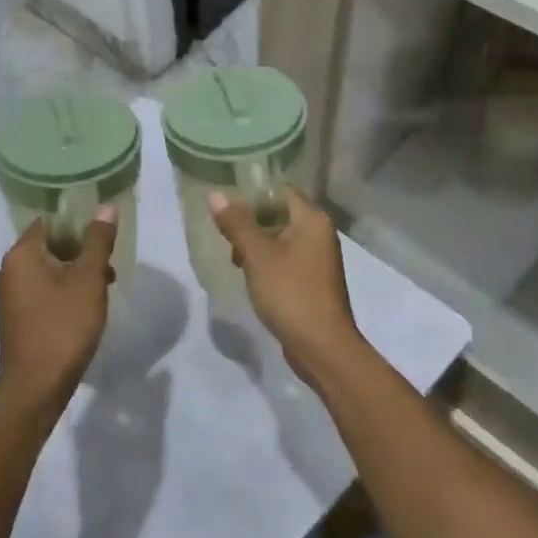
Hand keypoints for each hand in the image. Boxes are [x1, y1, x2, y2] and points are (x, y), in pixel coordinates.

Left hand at [0, 207, 118, 419]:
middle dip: (81, 250)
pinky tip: (86, 307)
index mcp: (21, 254)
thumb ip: (98, 241)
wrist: (36, 386)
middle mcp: (9, 270)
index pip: (50, 222)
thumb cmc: (63, 326)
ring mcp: (10, 295)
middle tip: (109, 263)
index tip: (104, 234)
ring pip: (48, 270)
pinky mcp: (16, 317)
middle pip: (50, 245)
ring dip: (76, 272)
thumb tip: (106, 207)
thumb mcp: (89, 279)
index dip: (78, 223)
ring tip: (104, 287)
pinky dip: (64, 291)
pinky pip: (43, 290)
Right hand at [208, 188, 362, 383]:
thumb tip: (215, 195)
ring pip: (281, 240)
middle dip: (251, 223)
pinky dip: (267, 264)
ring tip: (233, 259)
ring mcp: (318, 259)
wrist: (322, 346)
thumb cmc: (290, 293)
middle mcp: (320, 234)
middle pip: (280, 215)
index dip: (253, 193)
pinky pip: (286, 261)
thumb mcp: (257, 256)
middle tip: (224, 234)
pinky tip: (249, 277)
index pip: (281, 191)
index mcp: (312, 220)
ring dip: (257, 246)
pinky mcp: (312, 282)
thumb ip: (236, 224)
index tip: (225, 201)